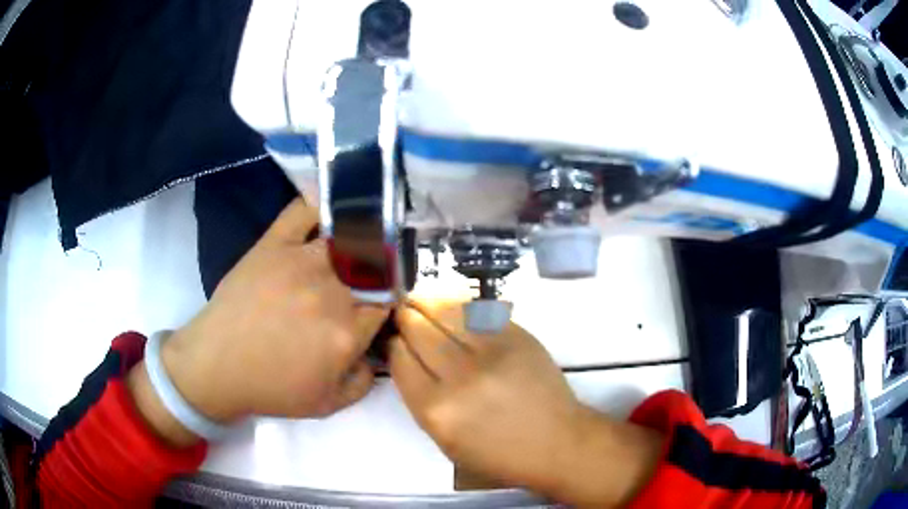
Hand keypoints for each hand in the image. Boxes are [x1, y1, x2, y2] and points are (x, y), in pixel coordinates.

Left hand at [128, 199, 388, 445]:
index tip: (380, 306)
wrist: (217, 366)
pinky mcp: (273, 244)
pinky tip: (328, 211)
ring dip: (361, 238)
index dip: (388, 303)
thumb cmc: (272, 389)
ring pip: (348, 237)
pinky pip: (302, 212)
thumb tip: (376, 354)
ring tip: (359, 243)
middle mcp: (331, 290)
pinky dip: (319, 206)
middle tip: (370, 278)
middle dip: (380, 273)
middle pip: (374, 269)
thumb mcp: (328, 404)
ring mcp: (301, 260)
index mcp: (347, 330)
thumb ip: (365, 382)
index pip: (387, 303)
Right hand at [389, 301, 662, 506]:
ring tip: (420, 299)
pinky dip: (457, 304)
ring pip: (446, 311)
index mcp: (436, 410)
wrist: (557, 442)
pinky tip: (450, 304)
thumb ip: (420, 400)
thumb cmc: (499, 454)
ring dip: (427, 301)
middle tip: (403, 312)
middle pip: (418, 329)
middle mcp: (459, 377)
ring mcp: (491, 352)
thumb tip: (406, 357)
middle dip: (405, 317)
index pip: (400, 359)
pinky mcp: (517, 337)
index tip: (394, 338)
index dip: (393, 343)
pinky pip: (477, 311)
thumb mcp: (445, 441)